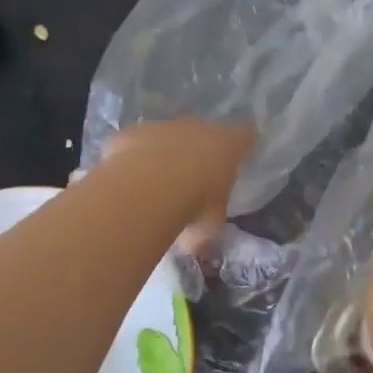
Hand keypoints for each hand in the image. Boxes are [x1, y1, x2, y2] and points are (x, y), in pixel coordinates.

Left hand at [102, 119, 255, 255]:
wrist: (146, 187)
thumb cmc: (194, 205)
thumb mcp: (209, 225)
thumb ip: (206, 227)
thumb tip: (197, 245)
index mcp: (228, 146)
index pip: (245, 135)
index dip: (242, 144)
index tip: (239, 153)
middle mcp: (198, 128)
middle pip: (202, 133)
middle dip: (197, 152)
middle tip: (190, 179)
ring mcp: (162, 126)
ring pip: (166, 137)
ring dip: (163, 155)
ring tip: (153, 185)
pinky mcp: (131, 133)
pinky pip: (135, 145)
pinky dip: (132, 159)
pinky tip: (127, 180)